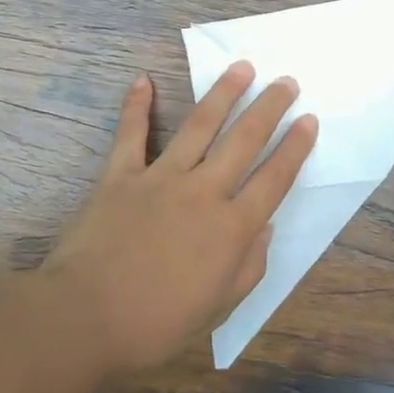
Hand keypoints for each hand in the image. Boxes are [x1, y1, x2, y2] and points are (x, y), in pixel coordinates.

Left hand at [38, 63, 316, 374]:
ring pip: (199, 126)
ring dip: (222, 93)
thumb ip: (248, 266)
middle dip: (269, 108)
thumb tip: (264, 228)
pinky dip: (136, 107)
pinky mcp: (120, 176)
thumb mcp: (218, 308)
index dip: (295, 148)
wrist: (84, 318)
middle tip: (286, 82)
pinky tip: (143, 80)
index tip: (309, 120)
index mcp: (232, 228)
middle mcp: (203, 192)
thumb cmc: (156, 324)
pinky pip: (131, 135)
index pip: (274, 179)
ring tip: (241, 67)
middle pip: (244, 140)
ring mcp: (161, 178)